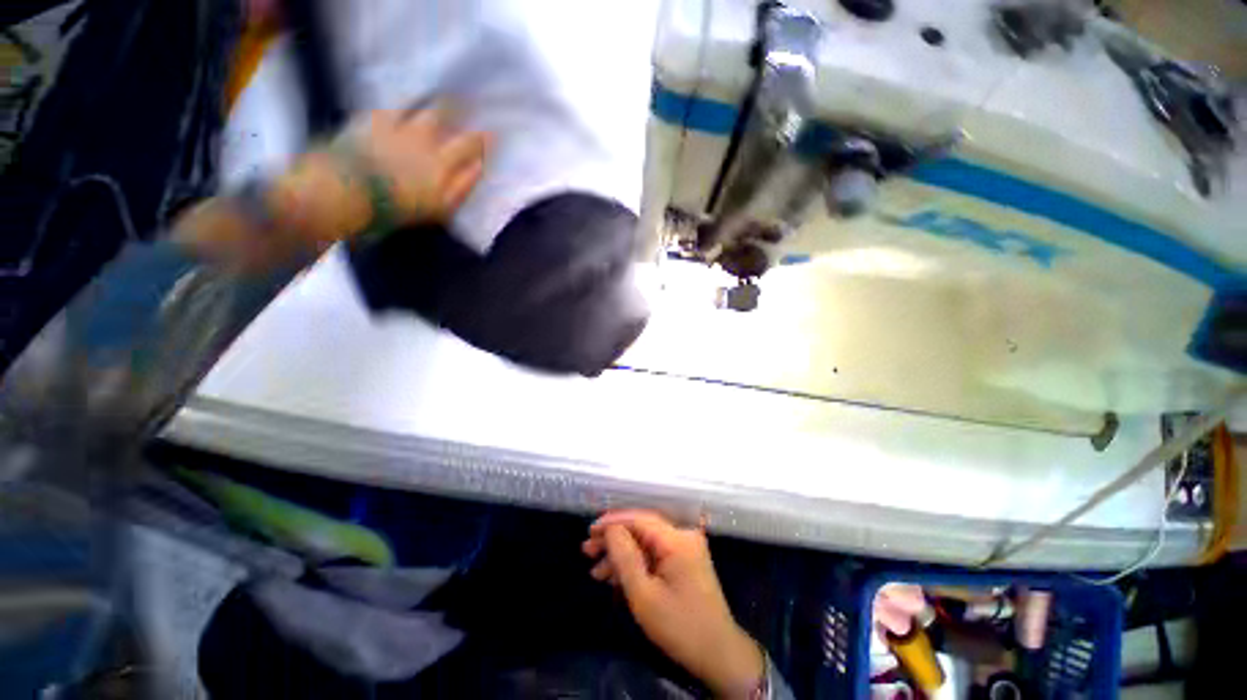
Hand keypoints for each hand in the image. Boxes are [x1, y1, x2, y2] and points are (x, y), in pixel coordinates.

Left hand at [347, 107, 489, 224]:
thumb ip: (462, 186)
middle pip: (445, 119)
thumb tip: (480, 166)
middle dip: (459, 109)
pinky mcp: (371, 121)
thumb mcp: (440, 206)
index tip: (493, 131)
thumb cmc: (401, 205)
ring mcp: (397, 127)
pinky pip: (390, 107)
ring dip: (432, 101)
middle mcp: (423, 139)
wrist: (351, 190)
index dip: (482, 138)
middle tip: (468, 100)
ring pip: (420, 108)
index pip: (468, 145)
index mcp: (441, 162)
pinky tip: (406, 98)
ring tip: (442, 95)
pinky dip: (401, 102)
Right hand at [583, 510, 763, 698]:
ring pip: (647, 543)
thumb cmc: (679, 626)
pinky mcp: (686, 561)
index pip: (639, 519)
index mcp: (676, 539)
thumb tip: (611, 529)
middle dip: (614, 540)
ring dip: (622, 555)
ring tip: (596, 571)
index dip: (612, 522)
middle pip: (642, 529)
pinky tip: (616, 578)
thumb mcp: (644, 595)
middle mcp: (683, 535)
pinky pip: (656, 554)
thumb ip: (625, 556)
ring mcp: (686, 548)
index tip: (589, 530)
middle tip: (587, 551)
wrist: (719, 654)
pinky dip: (636, 564)